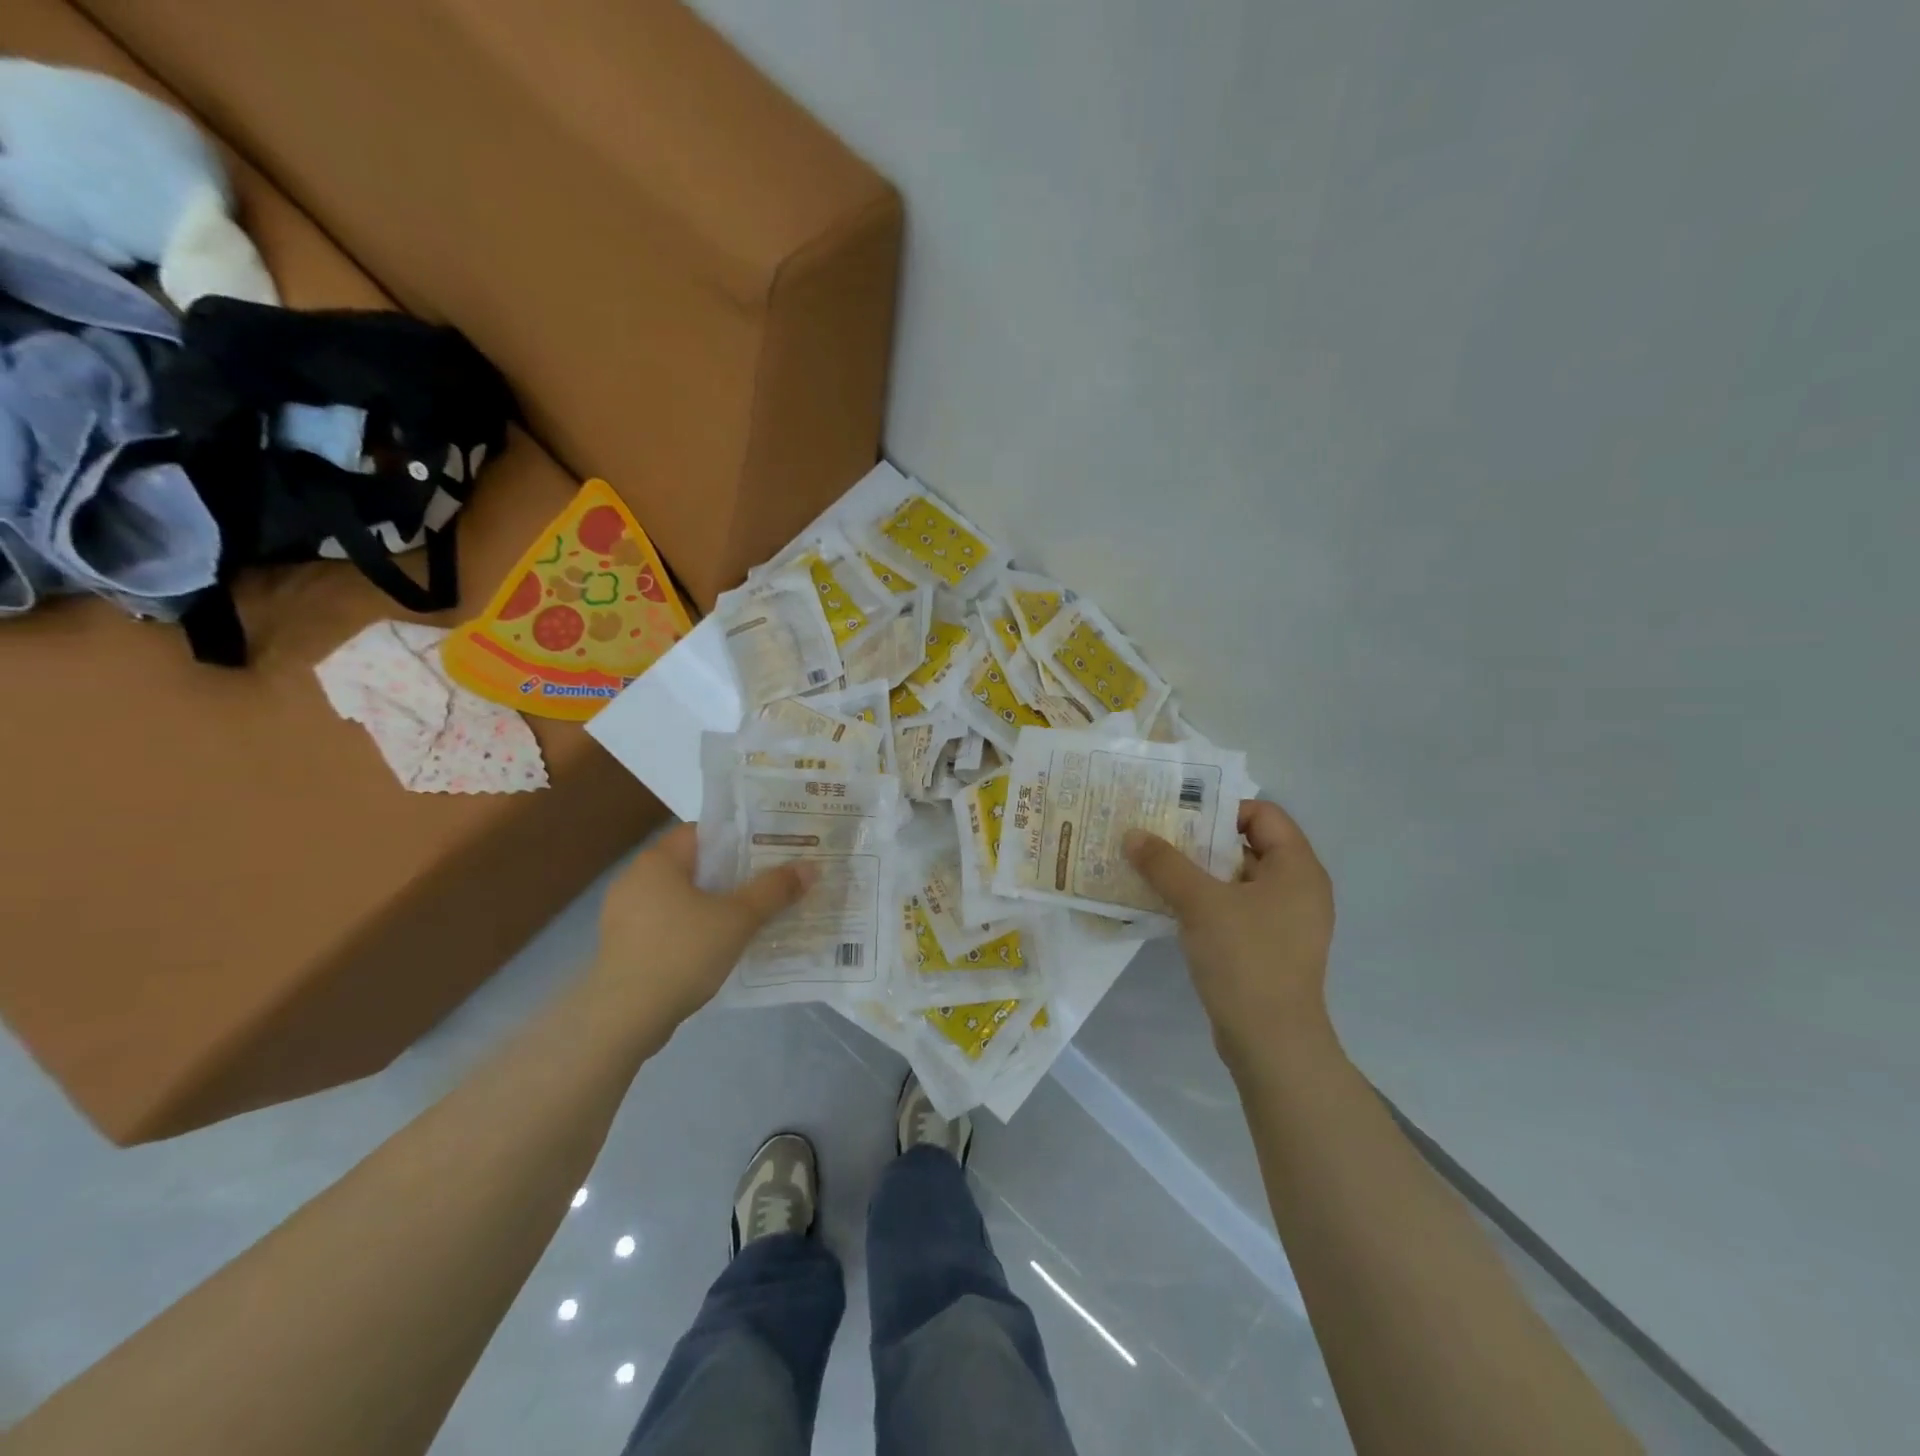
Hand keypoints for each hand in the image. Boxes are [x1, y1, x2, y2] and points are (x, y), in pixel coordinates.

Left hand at [593, 824, 815, 1024]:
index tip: (770, 853)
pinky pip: (667, 924)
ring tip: (751, 916)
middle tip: (769, 884)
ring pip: (681, 898)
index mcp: (657, 861)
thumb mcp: (737, 919)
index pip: (703, 833)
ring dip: (714, 905)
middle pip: (694, 866)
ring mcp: (624, 914)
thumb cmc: (681, 953)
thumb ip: (774, 890)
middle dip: (732, 875)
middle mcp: (634, 879)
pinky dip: (693, 929)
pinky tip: (718, 946)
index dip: (738, 840)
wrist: (623, 1019)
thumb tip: (810, 867)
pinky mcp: (623, 946)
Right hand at [1125, 801, 1335, 1070]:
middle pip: (1246, 845)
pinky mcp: (1268, 948)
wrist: (1271, 1043)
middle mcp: (1297, 889)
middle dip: (1199, 839)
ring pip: (1236, 880)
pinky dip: (1204, 902)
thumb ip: (1165, 864)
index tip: (1178, 813)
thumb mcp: (1200, 903)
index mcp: (1297, 868)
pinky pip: (1234, 909)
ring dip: (1196, 872)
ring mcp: (1284, 921)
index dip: (1221, 807)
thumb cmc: (1245, 959)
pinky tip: (1168, 905)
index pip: (1262, 814)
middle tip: (1155, 835)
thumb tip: (1132, 834)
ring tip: (1152, 867)